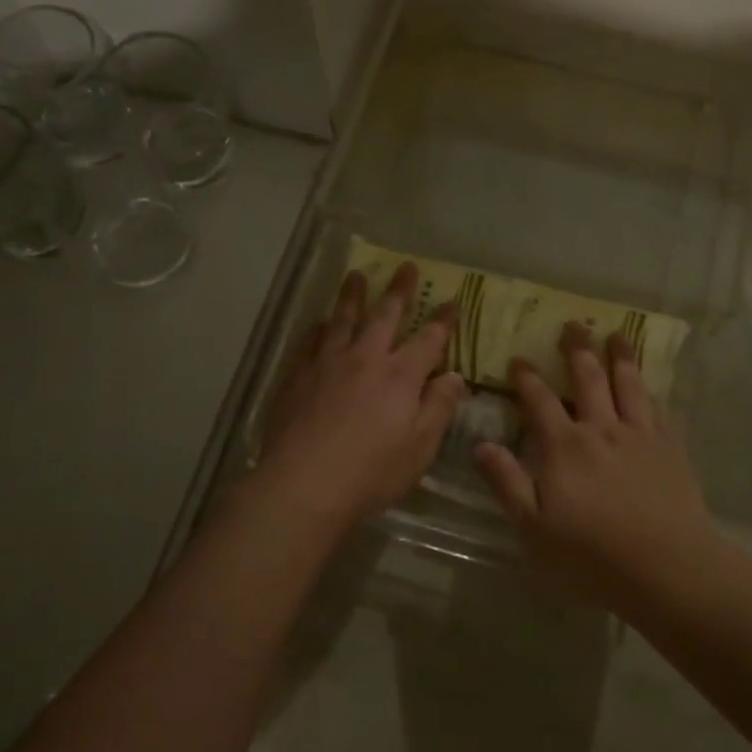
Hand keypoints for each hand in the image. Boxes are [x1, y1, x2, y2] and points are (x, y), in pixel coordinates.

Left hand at [251, 262, 466, 533]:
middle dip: (398, 290)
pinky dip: (319, 328)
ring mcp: (327, 364)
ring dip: (353, 295)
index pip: (429, 339)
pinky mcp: (297, 377)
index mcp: (400, 375)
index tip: (452, 301)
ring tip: (356, 275)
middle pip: (385, 315)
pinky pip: (310, 342)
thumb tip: (454, 376)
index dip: (444, 320)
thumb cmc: (372, 472)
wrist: (304, 485)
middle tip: (404, 266)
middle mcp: (365, 358)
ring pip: (343, 319)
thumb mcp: (420, 447)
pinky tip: (321, 323)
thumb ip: (439, 407)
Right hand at [473, 323, 716, 603]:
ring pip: (628, 384)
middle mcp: (602, 429)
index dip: (527, 378)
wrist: (666, 568)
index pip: (540, 401)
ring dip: (620, 356)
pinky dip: (651, 390)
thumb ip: (507, 483)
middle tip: (572, 325)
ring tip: (615, 335)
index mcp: (565, 446)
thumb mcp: (534, 528)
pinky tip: (651, 384)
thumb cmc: (591, 555)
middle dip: (577, 349)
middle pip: (588, 378)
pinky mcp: (671, 448)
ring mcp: (640, 435)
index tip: (518, 359)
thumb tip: (481, 445)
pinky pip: (659, 408)